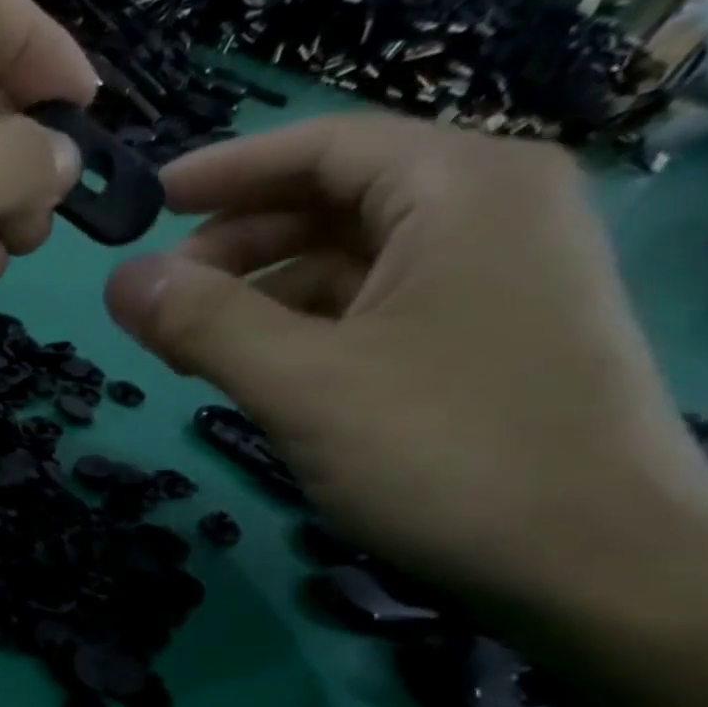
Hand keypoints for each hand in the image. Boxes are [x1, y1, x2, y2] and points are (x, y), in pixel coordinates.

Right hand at [104, 114, 707, 624]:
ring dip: (259, 294)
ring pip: (346, 263)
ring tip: (189, 345)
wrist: (588, 559)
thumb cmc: (444, 451)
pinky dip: (299, 329)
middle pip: (333, 202)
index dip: (226, 171)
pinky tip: (253, 368)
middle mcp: (486, 214)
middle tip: (160, 299)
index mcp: (461, 190)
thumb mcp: (302, 384)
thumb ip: (203, 323)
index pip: (325, 147)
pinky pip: (367, 310)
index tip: (149, 202)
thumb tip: (119, 278)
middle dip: (235, 244)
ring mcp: (489, 280)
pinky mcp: (478, 340)